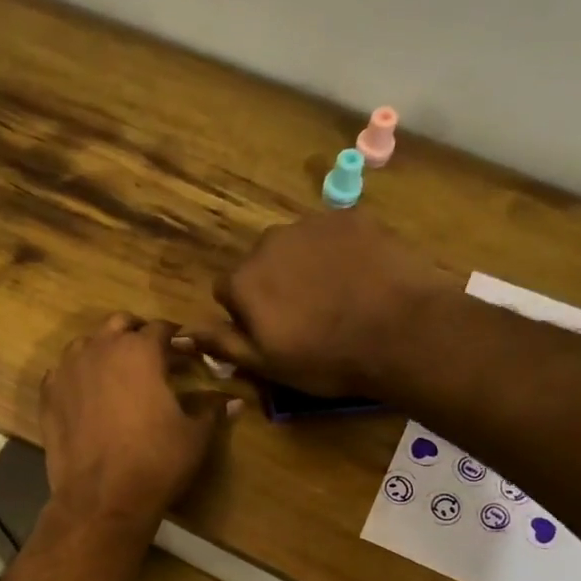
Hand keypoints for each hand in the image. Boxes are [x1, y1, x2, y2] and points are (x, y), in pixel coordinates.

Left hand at [41, 315, 237, 540]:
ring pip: (86, 344)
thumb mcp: (194, 435)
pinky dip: (77, 376)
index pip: (161, 328)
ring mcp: (68, 371)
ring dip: (104, 351)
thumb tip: (235, 401)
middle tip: (152, 357)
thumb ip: (212, 410)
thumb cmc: (155, 461)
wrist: (101, 499)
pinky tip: (88, 395)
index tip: (186, 353)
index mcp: (140, 350)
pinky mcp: (48, 396)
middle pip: (119, 325)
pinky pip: (63, 373)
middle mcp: (100, 349)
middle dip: (137, 335)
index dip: (177, 339)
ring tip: (118, 374)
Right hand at [188, 214, 463, 397]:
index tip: (272, 332)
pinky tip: (361, 277)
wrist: (402, 332)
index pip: (226, 290)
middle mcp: (269, 242)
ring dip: (305, 265)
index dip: (246, 313)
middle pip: (260, 262)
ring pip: (295, 245)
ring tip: (337, 295)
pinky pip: (333, 233)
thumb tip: (178, 336)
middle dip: (274, 283)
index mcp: (244, 280)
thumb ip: (221, 343)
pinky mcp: (352, 216)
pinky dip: (339, 251)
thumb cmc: (326, 358)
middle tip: (307, 315)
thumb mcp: (266, 364)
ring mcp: (312, 224)